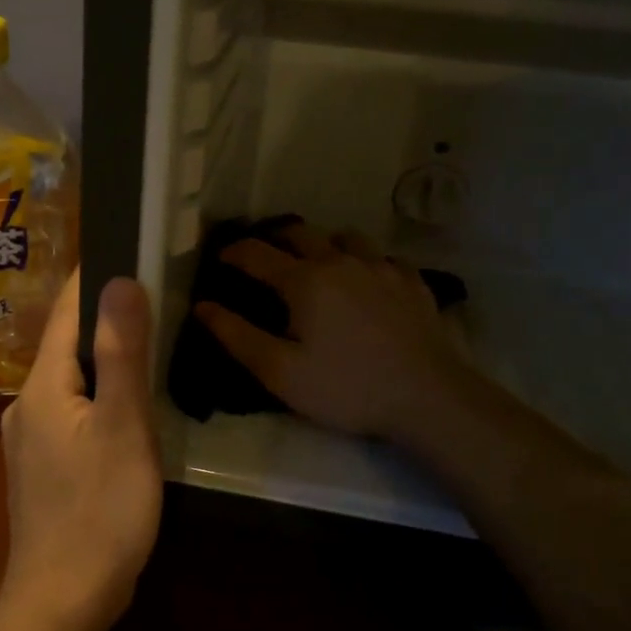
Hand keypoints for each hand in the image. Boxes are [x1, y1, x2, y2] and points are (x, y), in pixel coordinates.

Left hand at [0, 271, 163, 630]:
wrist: (60, 608)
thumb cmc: (99, 513)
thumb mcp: (123, 427)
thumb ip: (121, 353)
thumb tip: (120, 279)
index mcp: (43, 386)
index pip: (67, 311)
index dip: (97, 278)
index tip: (133, 248)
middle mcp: (27, 404)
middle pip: (67, 344)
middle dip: (105, 317)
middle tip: (157, 295)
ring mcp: (29, 440)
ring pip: (70, 380)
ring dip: (103, 359)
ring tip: (148, 344)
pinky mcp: (41, 470)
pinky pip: (72, 412)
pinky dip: (99, 396)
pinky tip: (126, 407)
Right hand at [195, 223, 473, 443]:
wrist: (428, 397)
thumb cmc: (346, 387)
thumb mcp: (281, 372)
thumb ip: (237, 336)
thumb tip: (202, 306)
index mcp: (304, 281)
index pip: (257, 254)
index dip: (233, 253)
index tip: (220, 258)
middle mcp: (340, 261)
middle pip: (300, 233)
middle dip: (274, 238)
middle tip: (263, 255)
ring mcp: (381, 267)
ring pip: (345, 237)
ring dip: (323, 243)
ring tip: (317, 262)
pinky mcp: (412, 281)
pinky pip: (381, 257)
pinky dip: (364, 261)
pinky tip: (367, 280)